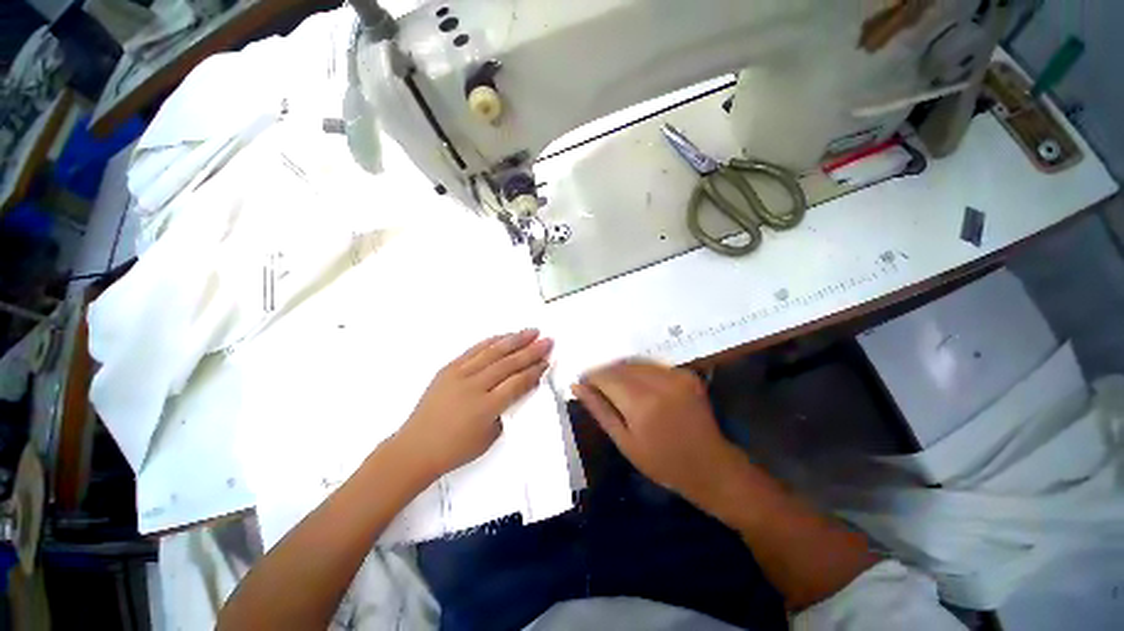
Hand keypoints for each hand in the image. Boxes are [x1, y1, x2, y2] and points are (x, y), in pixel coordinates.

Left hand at [395, 329, 552, 480]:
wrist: (415, 448)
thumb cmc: (455, 450)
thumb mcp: (489, 438)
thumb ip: (507, 411)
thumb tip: (519, 388)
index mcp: (486, 408)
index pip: (517, 383)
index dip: (534, 371)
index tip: (547, 362)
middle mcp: (474, 386)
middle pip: (508, 363)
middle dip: (531, 351)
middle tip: (548, 341)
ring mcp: (459, 374)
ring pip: (492, 352)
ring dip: (515, 340)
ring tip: (532, 331)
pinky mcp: (448, 368)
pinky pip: (474, 350)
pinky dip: (491, 341)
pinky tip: (504, 336)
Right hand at [572, 360, 743, 507]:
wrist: (711, 466)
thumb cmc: (662, 463)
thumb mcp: (624, 442)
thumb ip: (600, 409)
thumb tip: (577, 386)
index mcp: (642, 404)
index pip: (606, 376)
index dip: (591, 377)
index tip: (582, 382)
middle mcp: (660, 383)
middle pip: (620, 366)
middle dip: (605, 373)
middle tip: (596, 386)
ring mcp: (677, 375)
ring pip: (636, 362)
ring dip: (621, 371)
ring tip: (616, 387)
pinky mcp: (687, 374)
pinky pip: (653, 365)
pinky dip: (640, 372)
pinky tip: (638, 387)